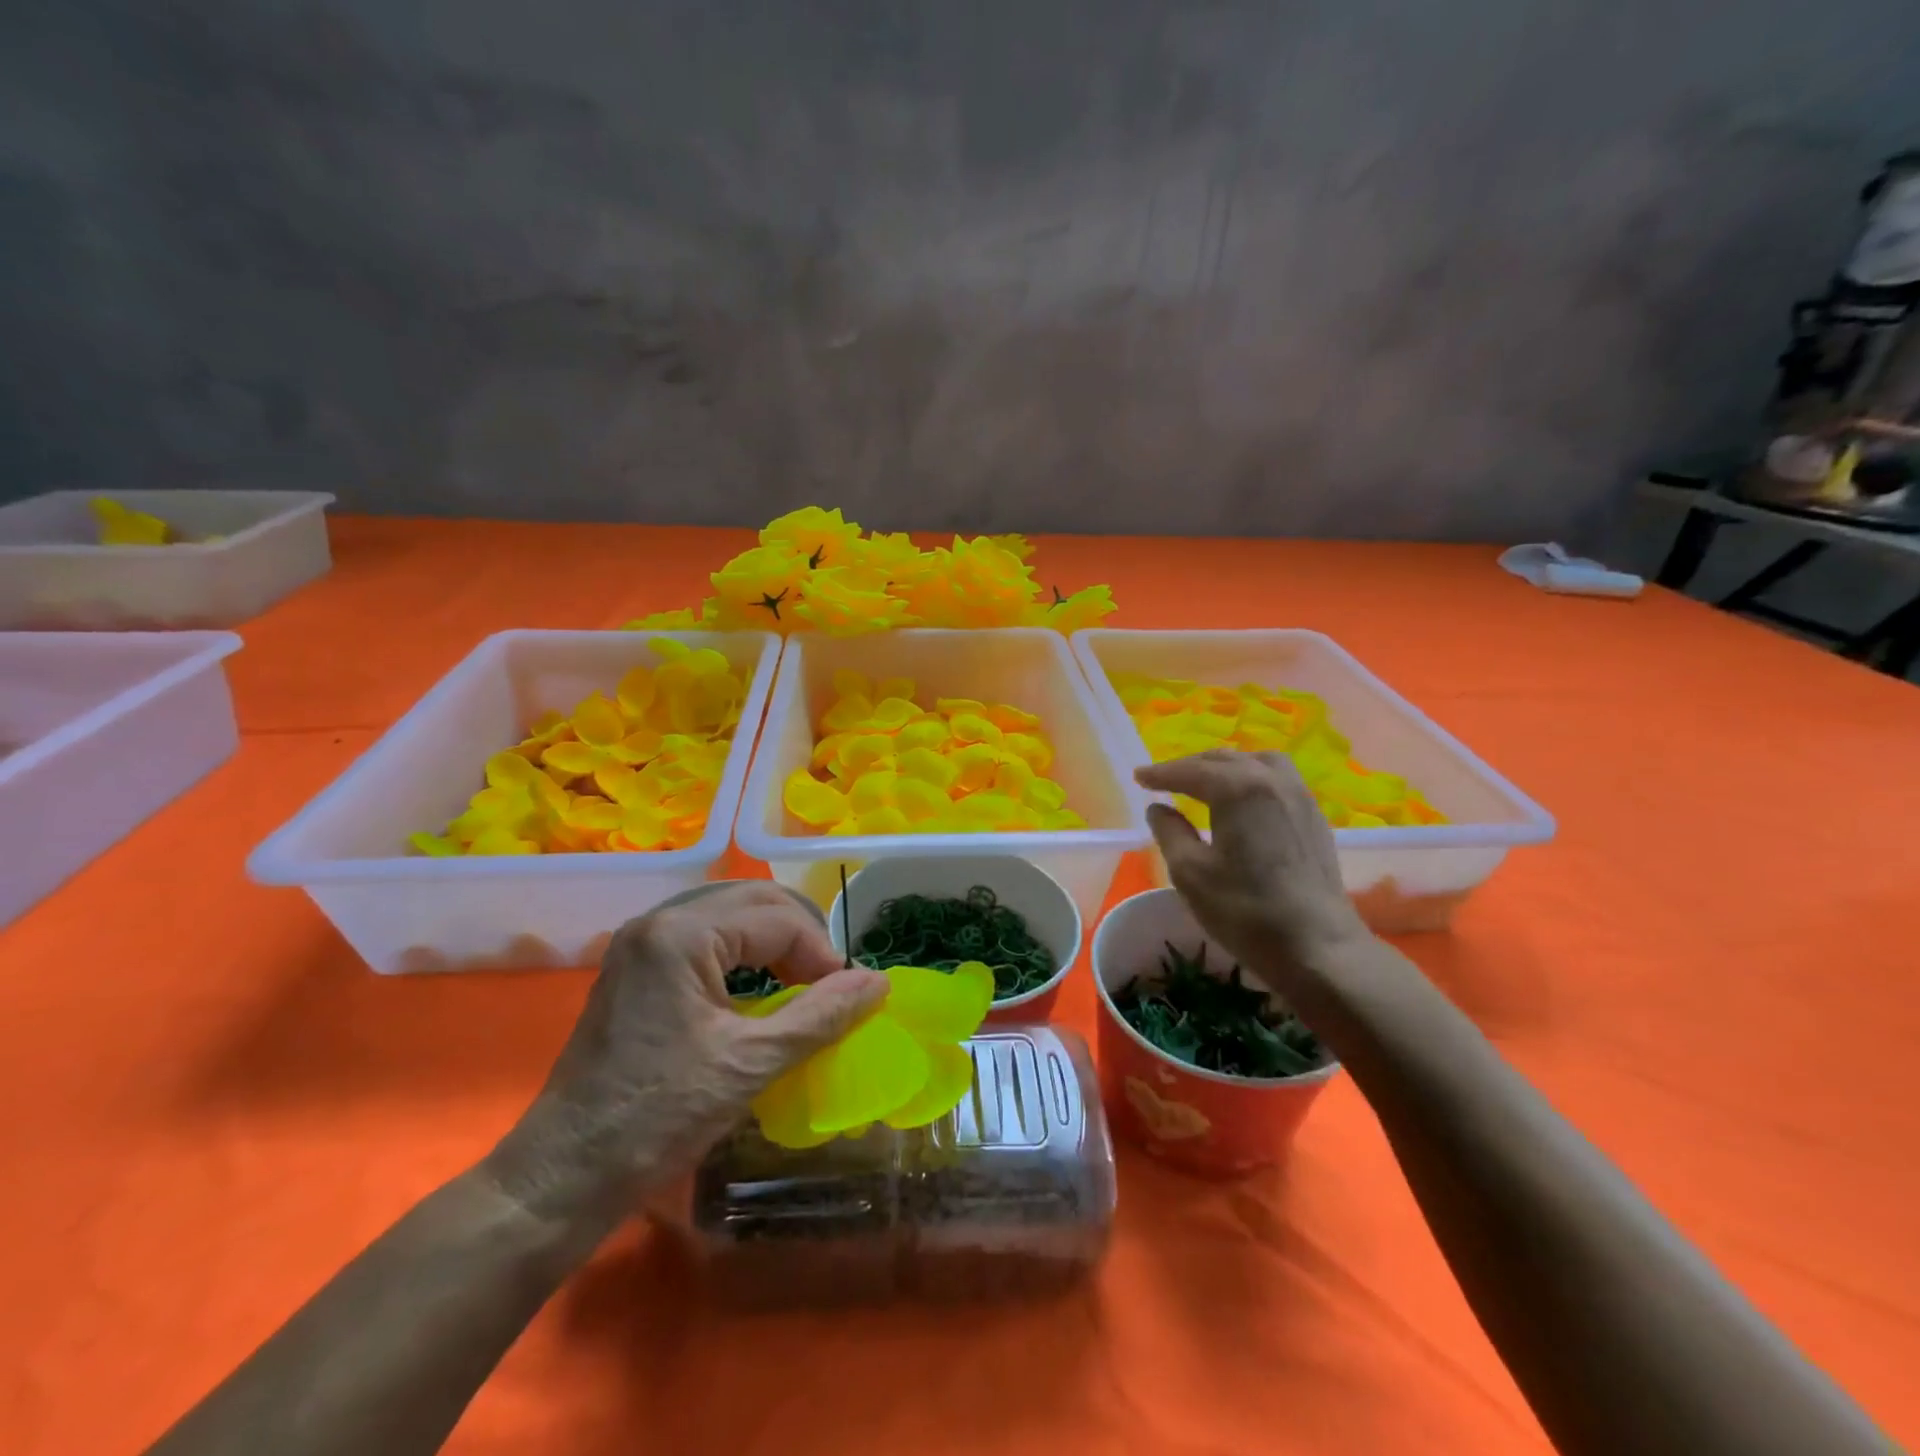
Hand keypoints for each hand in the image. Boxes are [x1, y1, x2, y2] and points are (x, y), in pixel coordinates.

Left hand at [488, 882, 886, 1222]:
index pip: (777, 919)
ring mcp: (642, 944)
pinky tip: (757, 992)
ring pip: (731, 916)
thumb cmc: (656, 1118)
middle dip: (801, 939)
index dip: (821, 954)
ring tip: (801, 986)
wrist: (561, 1180)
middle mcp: (659, 922)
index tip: (847, 999)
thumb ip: (822, 1016)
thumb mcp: (750, 1064)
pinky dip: (743, 956)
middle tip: (828, 986)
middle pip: (754, 902)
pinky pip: (706, 940)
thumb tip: (879, 982)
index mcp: (682, 933)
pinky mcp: (636, 970)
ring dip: (774, 943)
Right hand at [1137, 750, 1371, 994]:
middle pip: (1223, 759)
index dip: (1161, 774)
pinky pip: (1277, 779)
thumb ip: (1170, 832)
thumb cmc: (1246, 911)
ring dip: (1225, 766)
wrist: (1318, 947)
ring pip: (1256, 762)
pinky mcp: (1314, 816)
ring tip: (1205, 781)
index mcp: (1237, 788)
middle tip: (1164, 779)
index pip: (1190, 771)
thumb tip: (1159, 809)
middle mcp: (1271, 780)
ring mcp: (1298, 795)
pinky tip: (1243, 799)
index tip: (1138, 777)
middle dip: (1190, 766)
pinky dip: (1251, 777)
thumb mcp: (1190, 873)